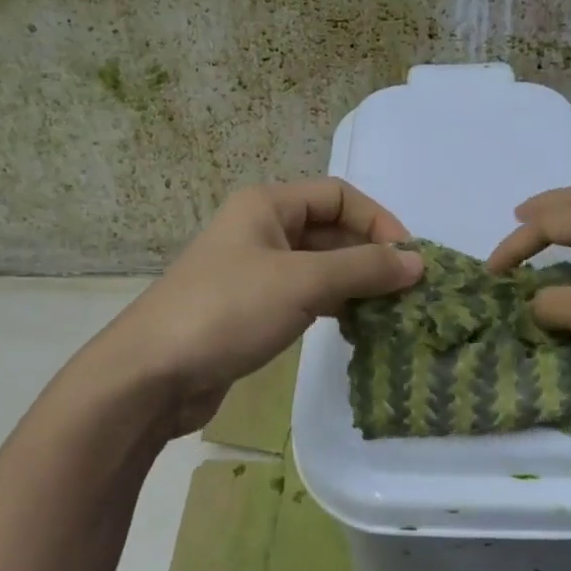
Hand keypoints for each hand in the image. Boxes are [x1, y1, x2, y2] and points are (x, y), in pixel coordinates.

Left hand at [83, 179, 423, 439]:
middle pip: (330, 231)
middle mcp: (261, 230)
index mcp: (267, 205)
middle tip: (408, 293)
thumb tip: (418, 262)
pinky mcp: (251, 310)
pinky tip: (357, 329)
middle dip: (370, 256)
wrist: (152, 374)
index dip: (378, 221)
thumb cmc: (228, 311)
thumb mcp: (302, 282)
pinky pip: (304, 297)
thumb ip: (363, 269)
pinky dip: (333, 307)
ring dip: (355, 284)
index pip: (338, 196)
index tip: (409, 259)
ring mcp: (254, 272)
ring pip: (319, 267)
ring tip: (391, 313)